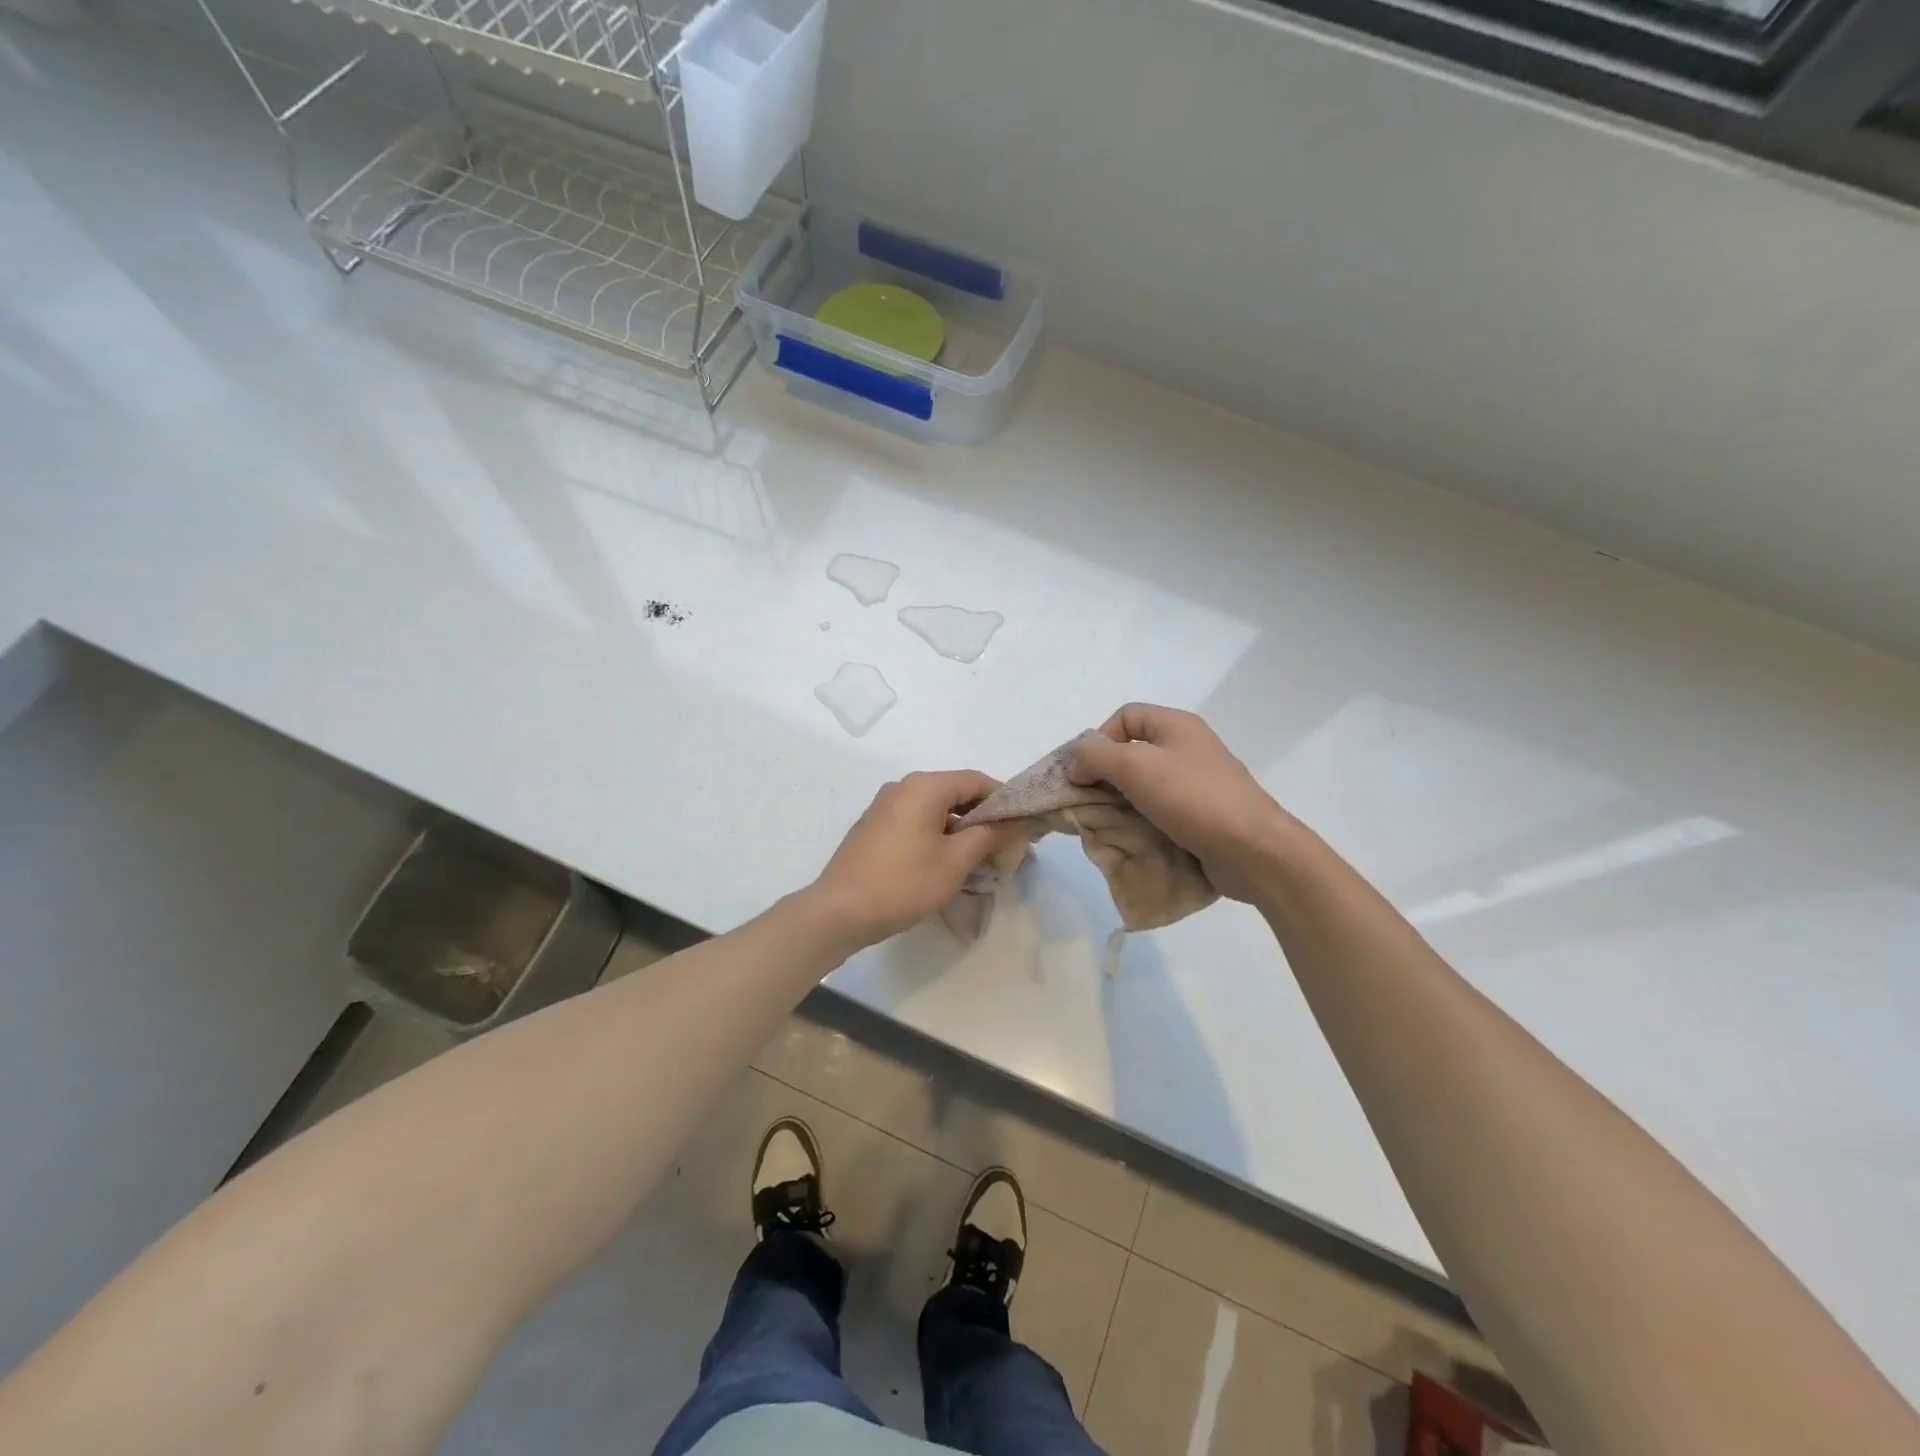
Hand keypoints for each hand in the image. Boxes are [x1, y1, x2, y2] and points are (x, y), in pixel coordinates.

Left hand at [808, 771, 1025, 947]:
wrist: (838, 911)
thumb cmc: (902, 882)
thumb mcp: (955, 861)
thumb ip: (989, 836)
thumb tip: (1015, 822)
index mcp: (924, 786)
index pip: (977, 780)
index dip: (1005, 800)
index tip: (1024, 826)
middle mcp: (903, 787)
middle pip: (956, 794)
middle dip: (985, 819)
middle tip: (1009, 848)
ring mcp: (885, 807)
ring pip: (936, 811)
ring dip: (963, 832)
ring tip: (984, 861)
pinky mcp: (875, 828)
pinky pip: (917, 823)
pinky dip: (939, 837)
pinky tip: (950, 864)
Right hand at [1069, 704, 1299, 902]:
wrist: (1252, 850)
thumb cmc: (1192, 798)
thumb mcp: (1134, 766)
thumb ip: (1096, 757)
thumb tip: (1076, 764)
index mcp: (1176, 725)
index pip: (1124, 717)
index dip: (1099, 740)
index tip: (1087, 773)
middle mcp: (1187, 748)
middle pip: (1132, 752)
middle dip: (1105, 777)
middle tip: (1090, 803)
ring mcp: (1197, 784)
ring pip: (1143, 786)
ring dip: (1121, 804)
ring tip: (1109, 825)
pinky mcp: (1201, 816)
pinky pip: (1161, 811)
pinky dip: (1142, 823)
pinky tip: (1134, 839)